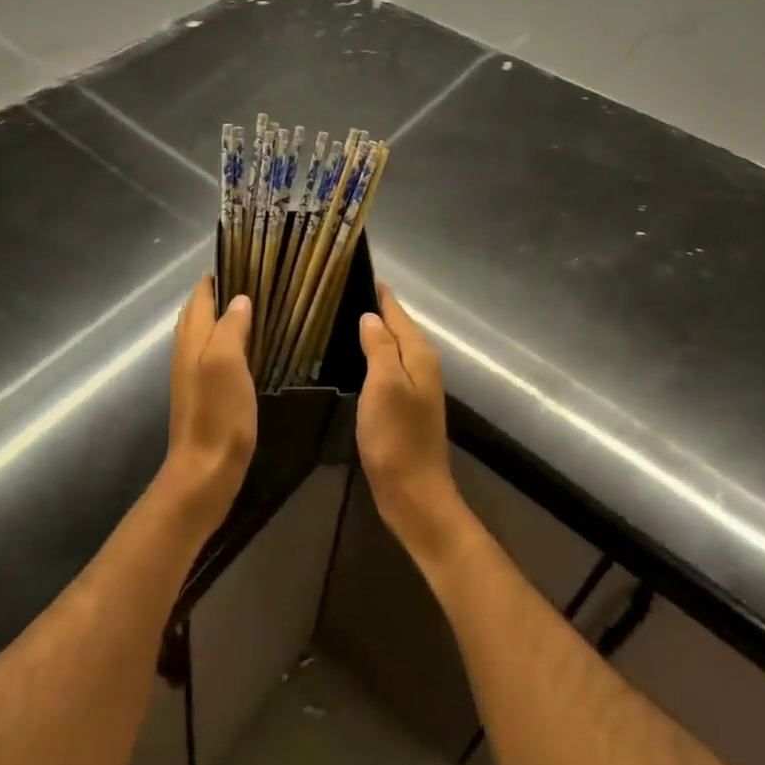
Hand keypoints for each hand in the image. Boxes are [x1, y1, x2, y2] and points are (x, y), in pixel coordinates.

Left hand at [159, 281, 256, 533]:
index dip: (215, 277)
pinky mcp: (202, 395)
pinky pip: (210, 355)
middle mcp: (187, 352)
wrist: (203, 473)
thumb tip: (239, 299)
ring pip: (202, 333)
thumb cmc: (218, 414)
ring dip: (218, 316)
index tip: (239, 258)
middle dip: (216, 293)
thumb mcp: (227, 363)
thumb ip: (231, 327)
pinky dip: (223, 341)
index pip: (200, 297)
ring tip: (247, 307)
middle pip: (197, 313)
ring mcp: (191, 375)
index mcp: (193, 340)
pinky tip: (241, 349)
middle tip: (247, 278)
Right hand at [357, 283, 466, 566]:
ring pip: (393, 347)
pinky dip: (373, 356)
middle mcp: (422, 366)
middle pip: (398, 327)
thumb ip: (379, 347)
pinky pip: (389, 367)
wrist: (414, 494)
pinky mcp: (405, 407)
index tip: (358, 271)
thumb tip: (371, 316)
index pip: (398, 312)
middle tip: (342, 290)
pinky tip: (355, 358)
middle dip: (376, 309)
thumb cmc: (396, 437)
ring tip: (344, 317)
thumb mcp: (384, 385)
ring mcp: (416, 388)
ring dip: (374, 332)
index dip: (380, 293)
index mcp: (419, 355)